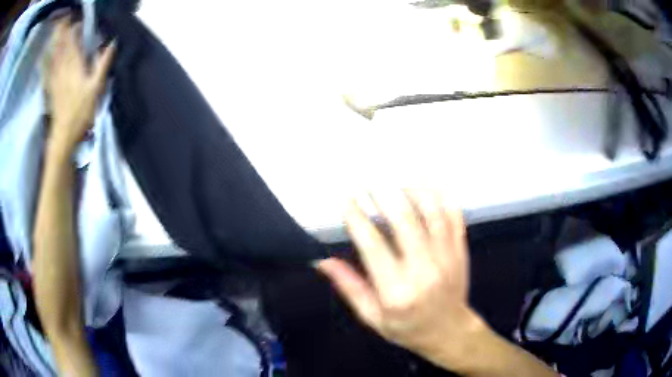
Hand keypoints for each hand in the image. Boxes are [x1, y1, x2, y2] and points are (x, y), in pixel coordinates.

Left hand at [43, 17, 114, 153]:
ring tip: (58, 31)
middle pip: (63, 45)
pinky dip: (45, 62)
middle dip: (65, 32)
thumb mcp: (96, 88)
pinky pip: (47, 71)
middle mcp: (63, 67)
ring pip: (55, 55)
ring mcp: (55, 78)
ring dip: (56, 42)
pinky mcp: (50, 88)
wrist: (63, 135)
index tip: (80, 23)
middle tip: (67, 22)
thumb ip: (103, 64)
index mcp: (75, 65)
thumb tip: (112, 43)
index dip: (76, 29)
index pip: (74, 40)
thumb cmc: (81, 112)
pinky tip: (44, 56)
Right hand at [317, 191, 487, 371]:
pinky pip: (454, 216)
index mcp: (396, 291)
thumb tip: (323, 261)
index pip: (373, 246)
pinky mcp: (460, 251)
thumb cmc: (407, 328)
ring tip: (394, 175)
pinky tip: (430, 179)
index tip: (346, 199)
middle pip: (404, 221)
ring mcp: (447, 257)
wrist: (449, 332)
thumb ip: (350, 287)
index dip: (357, 218)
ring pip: (432, 213)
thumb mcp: (372, 317)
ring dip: (412, 189)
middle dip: (383, 195)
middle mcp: (424, 270)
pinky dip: (442, 194)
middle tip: (368, 180)